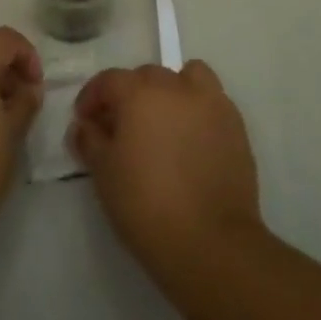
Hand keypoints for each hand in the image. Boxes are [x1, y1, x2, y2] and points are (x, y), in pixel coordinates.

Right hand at [71, 60, 262, 272]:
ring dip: (171, 91)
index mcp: (139, 92)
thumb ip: (90, 141)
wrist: (210, 242)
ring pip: (187, 78)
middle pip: (147, 76)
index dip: (92, 98)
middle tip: (122, 128)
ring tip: (164, 122)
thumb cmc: (146, 205)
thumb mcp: (104, 174)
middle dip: (130, 95)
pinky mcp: (236, 125)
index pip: (109, 80)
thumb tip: (84, 126)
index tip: (85, 121)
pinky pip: (212, 102)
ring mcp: (211, 103)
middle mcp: (176, 86)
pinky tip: (191, 141)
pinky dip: (198, 110)